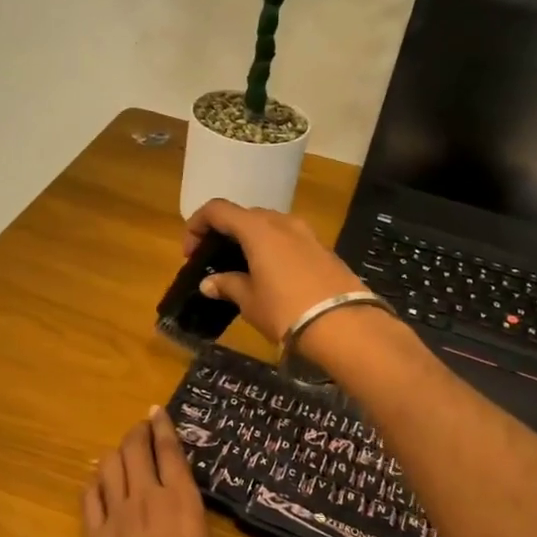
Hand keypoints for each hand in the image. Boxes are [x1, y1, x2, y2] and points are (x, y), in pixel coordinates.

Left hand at [79, 408, 332, 536]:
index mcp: (180, 505)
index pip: (169, 453)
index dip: (163, 428)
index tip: (158, 409)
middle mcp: (144, 502)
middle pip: (134, 451)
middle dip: (138, 433)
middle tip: (143, 426)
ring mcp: (114, 519)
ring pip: (109, 467)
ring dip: (116, 453)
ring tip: (124, 450)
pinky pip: (88, 498)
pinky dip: (94, 483)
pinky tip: (98, 482)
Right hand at [184, 199, 371, 344]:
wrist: (345, 326)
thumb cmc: (286, 310)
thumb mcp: (250, 301)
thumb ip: (227, 285)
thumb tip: (209, 282)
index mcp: (258, 229)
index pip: (218, 210)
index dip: (197, 225)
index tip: (191, 252)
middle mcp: (282, 222)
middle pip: (245, 215)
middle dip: (225, 233)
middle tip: (214, 260)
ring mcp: (307, 234)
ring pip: (270, 226)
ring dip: (250, 240)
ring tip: (242, 267)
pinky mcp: (324, 249)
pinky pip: (289, 240)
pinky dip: (272, 249)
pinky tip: (271, 275)